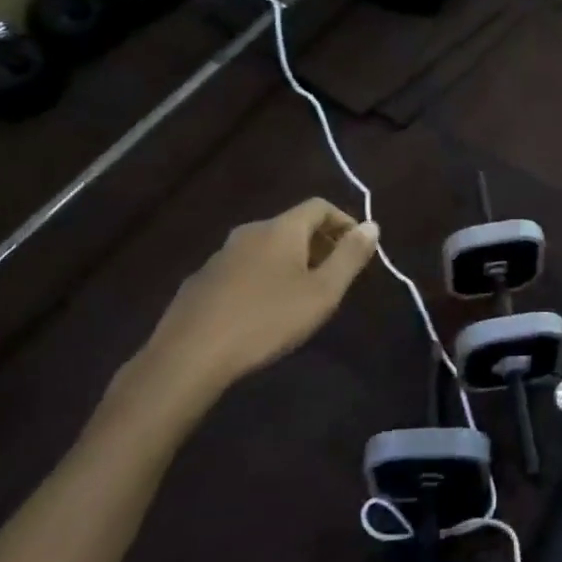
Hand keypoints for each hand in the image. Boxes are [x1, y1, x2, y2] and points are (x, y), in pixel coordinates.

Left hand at [113, 199, 379, 421]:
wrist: (189, 355)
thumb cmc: (266, 320)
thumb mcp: (322, 292)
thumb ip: (350, 256)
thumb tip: (372, 225)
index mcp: (281, 229)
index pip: (319, 206)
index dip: (344, 221)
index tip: (358, 249)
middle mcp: (250, 232)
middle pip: (292, 225)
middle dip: (319, 243)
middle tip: (335, 275)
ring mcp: (221, 255)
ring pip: (266, 247)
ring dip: (290, 261)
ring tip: (302, 295)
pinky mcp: (201, 281)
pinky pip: (243, 268)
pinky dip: (263, 277)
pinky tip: (263, 311)